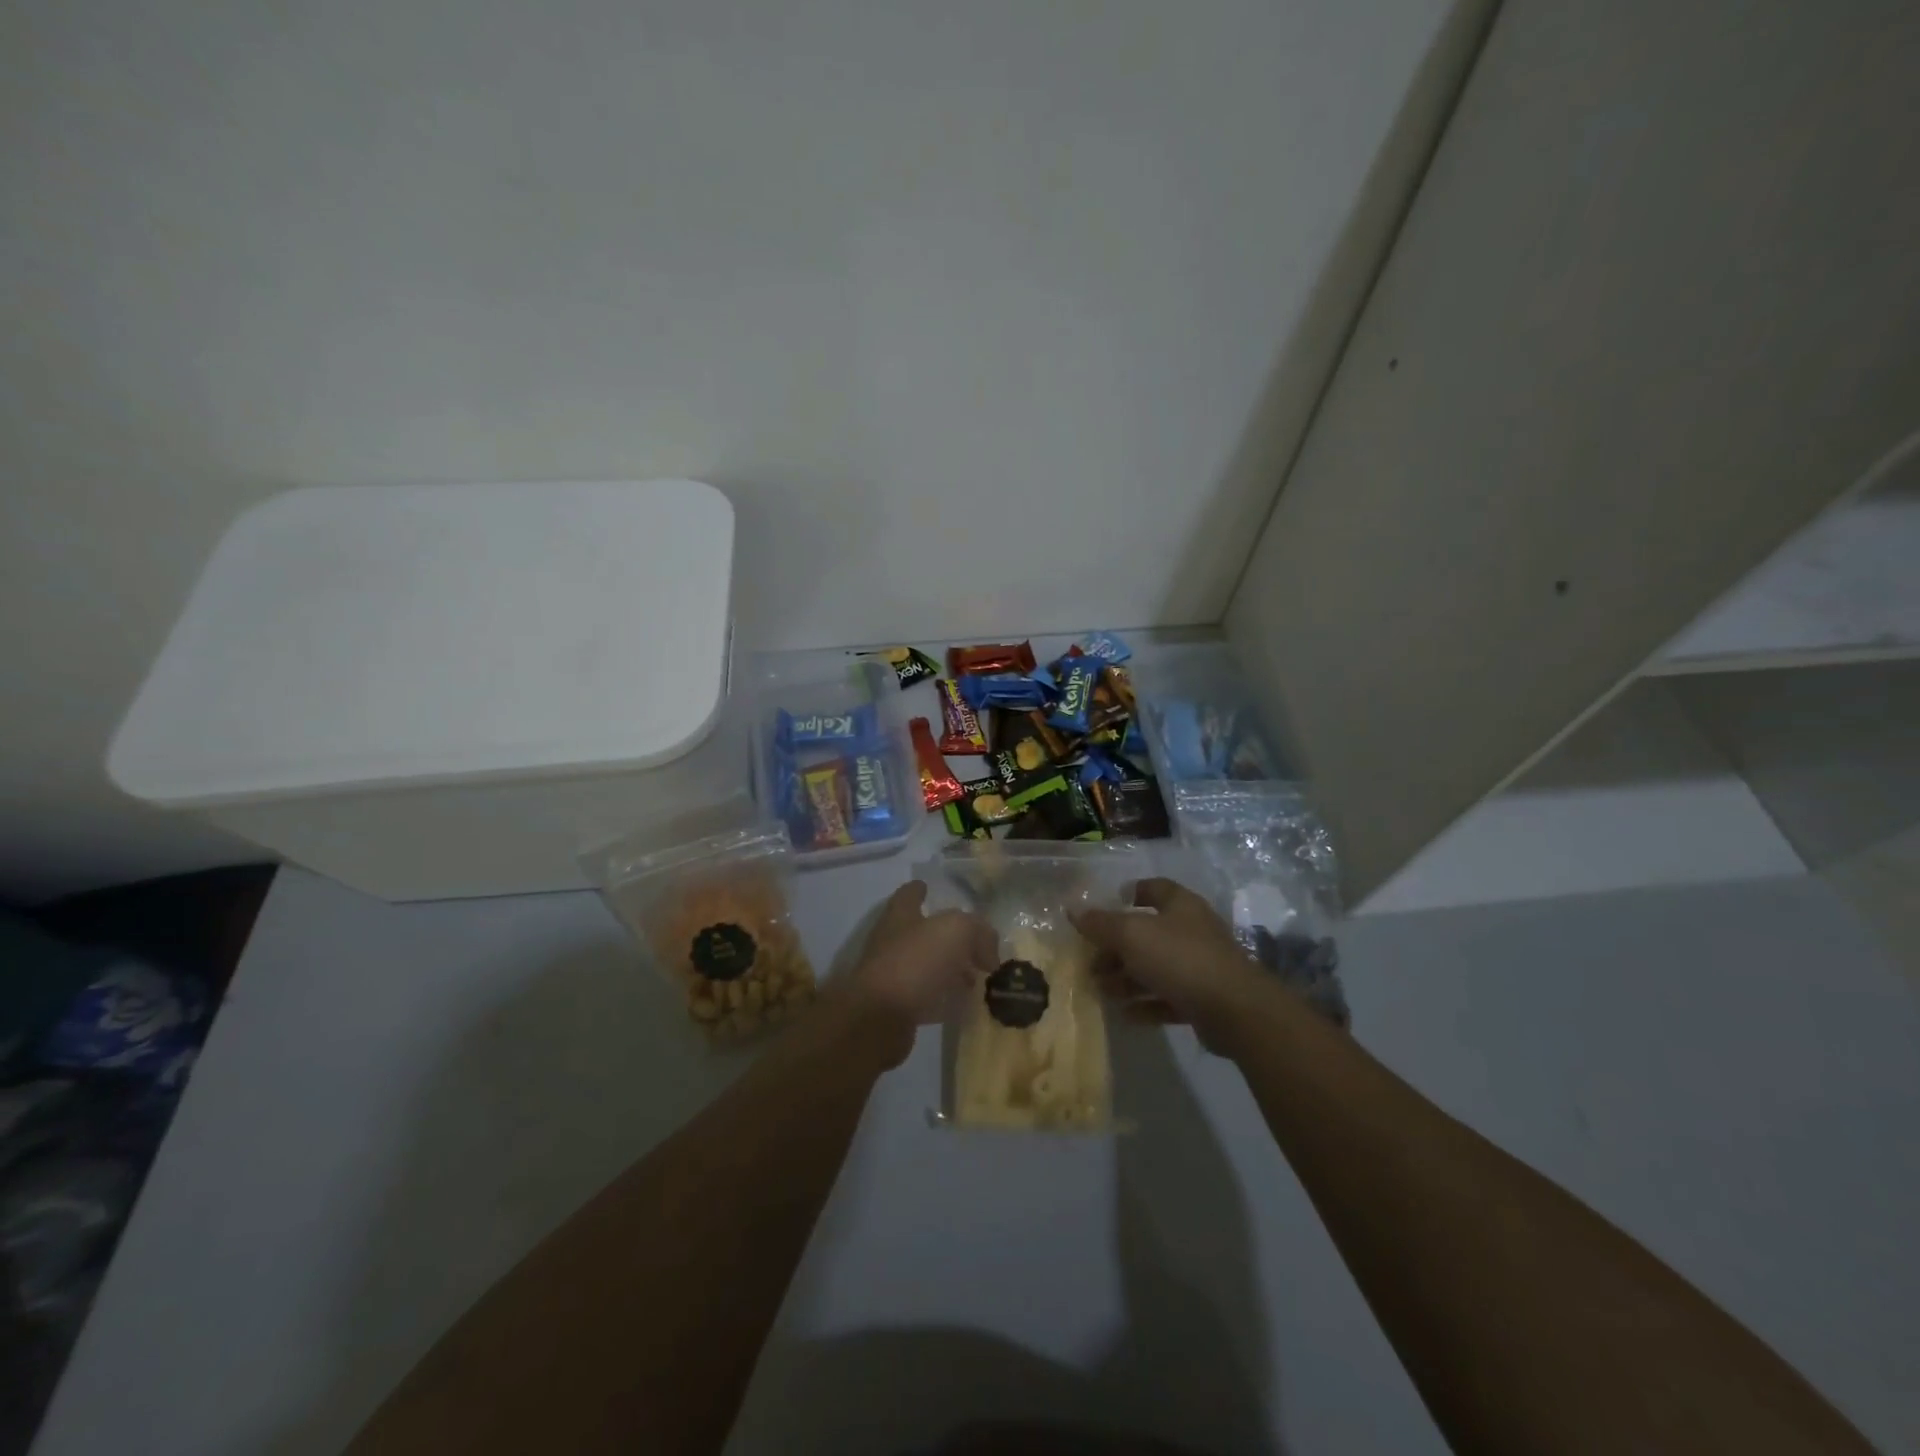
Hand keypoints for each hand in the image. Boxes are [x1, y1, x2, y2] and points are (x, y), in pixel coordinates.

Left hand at [837, 881, 997, 1065]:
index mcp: (901, 916)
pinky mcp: (897, 1008)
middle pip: (922, 933)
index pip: (909, 894)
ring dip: (950, 970)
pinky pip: (927, 998)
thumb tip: (989, 953)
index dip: (919, 890)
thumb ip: (978, 932)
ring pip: (926, 966)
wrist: (879, 1018)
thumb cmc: (915, 962)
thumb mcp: (957, 932)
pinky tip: (965, 1005)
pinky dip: (946, 999)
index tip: (929, 888)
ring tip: (976, 978)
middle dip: (948, 938)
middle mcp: (893, 942)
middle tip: (977, 947)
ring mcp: (893, 976)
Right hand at [1071, 877, 1274, 1054]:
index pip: (1152, 888)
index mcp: (1179, 905)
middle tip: (1090, 962)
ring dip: (1126, 978)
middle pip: (1147, 932)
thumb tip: (1073, 910)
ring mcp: (1199, 966)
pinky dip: (1144, 1004)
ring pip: (1155, 967)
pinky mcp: (1203, 999)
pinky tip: (1123, 1014)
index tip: (1102, 909)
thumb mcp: (1132, 935)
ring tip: (1099, 991)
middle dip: (1116, 947)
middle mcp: (1191, 931)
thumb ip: (1101, 923)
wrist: (1236, 1010)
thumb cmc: (1181, 958)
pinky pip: (1166, 998)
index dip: (1128, 894)